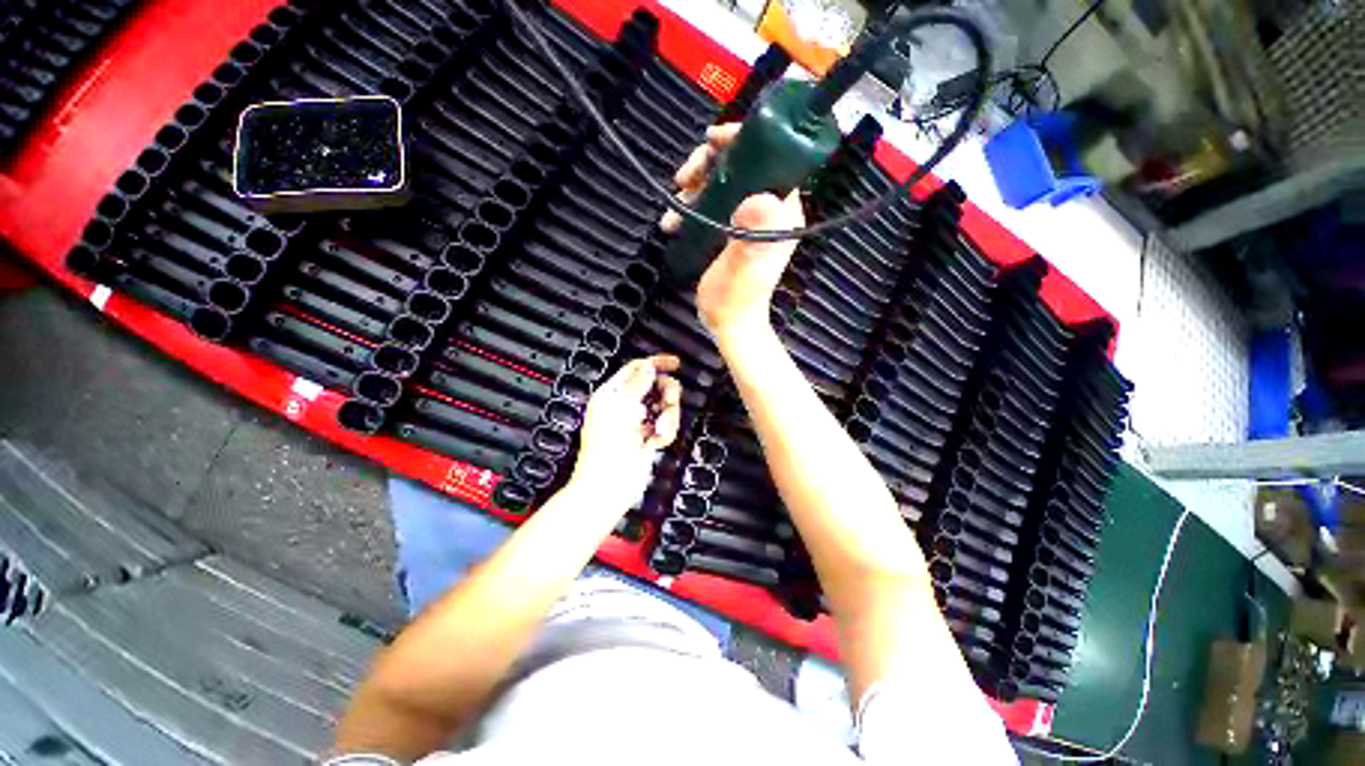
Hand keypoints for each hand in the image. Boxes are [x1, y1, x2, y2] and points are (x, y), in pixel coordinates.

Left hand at [569, 355, 681, 509]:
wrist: (610, 487)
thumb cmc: (608, 447)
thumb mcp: (621, 408)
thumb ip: (637, 383)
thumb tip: (649, 366)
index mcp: (613, 394)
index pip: (636, 369)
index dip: (656, 363)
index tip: (676, 363)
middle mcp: (626, 406)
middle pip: (656, 386)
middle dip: (666, 395)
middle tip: (668, 405)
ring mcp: (638, 422)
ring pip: (665, 407)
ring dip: (668, 418)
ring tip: (659, 432)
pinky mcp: (649, 438)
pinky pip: (666, 426)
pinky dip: (666, 433)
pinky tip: (656, 443)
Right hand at [660, 124, 804, 339]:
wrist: (728, 322)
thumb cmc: (739, 298)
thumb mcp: (747, 265)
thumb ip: (755, 235)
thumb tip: (759, 199)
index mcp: (780, 211)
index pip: (769, 158)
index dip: (742, 140)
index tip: (713, 140)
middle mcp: (766, 210)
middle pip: (740, 165)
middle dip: (709, 163)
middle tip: (684, 176)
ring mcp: (746, 220)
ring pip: (721, 183)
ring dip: (694, 185)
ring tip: (674, 204)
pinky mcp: (728, 230)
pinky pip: (710, 203)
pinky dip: (690, 204)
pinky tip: (673, 220)